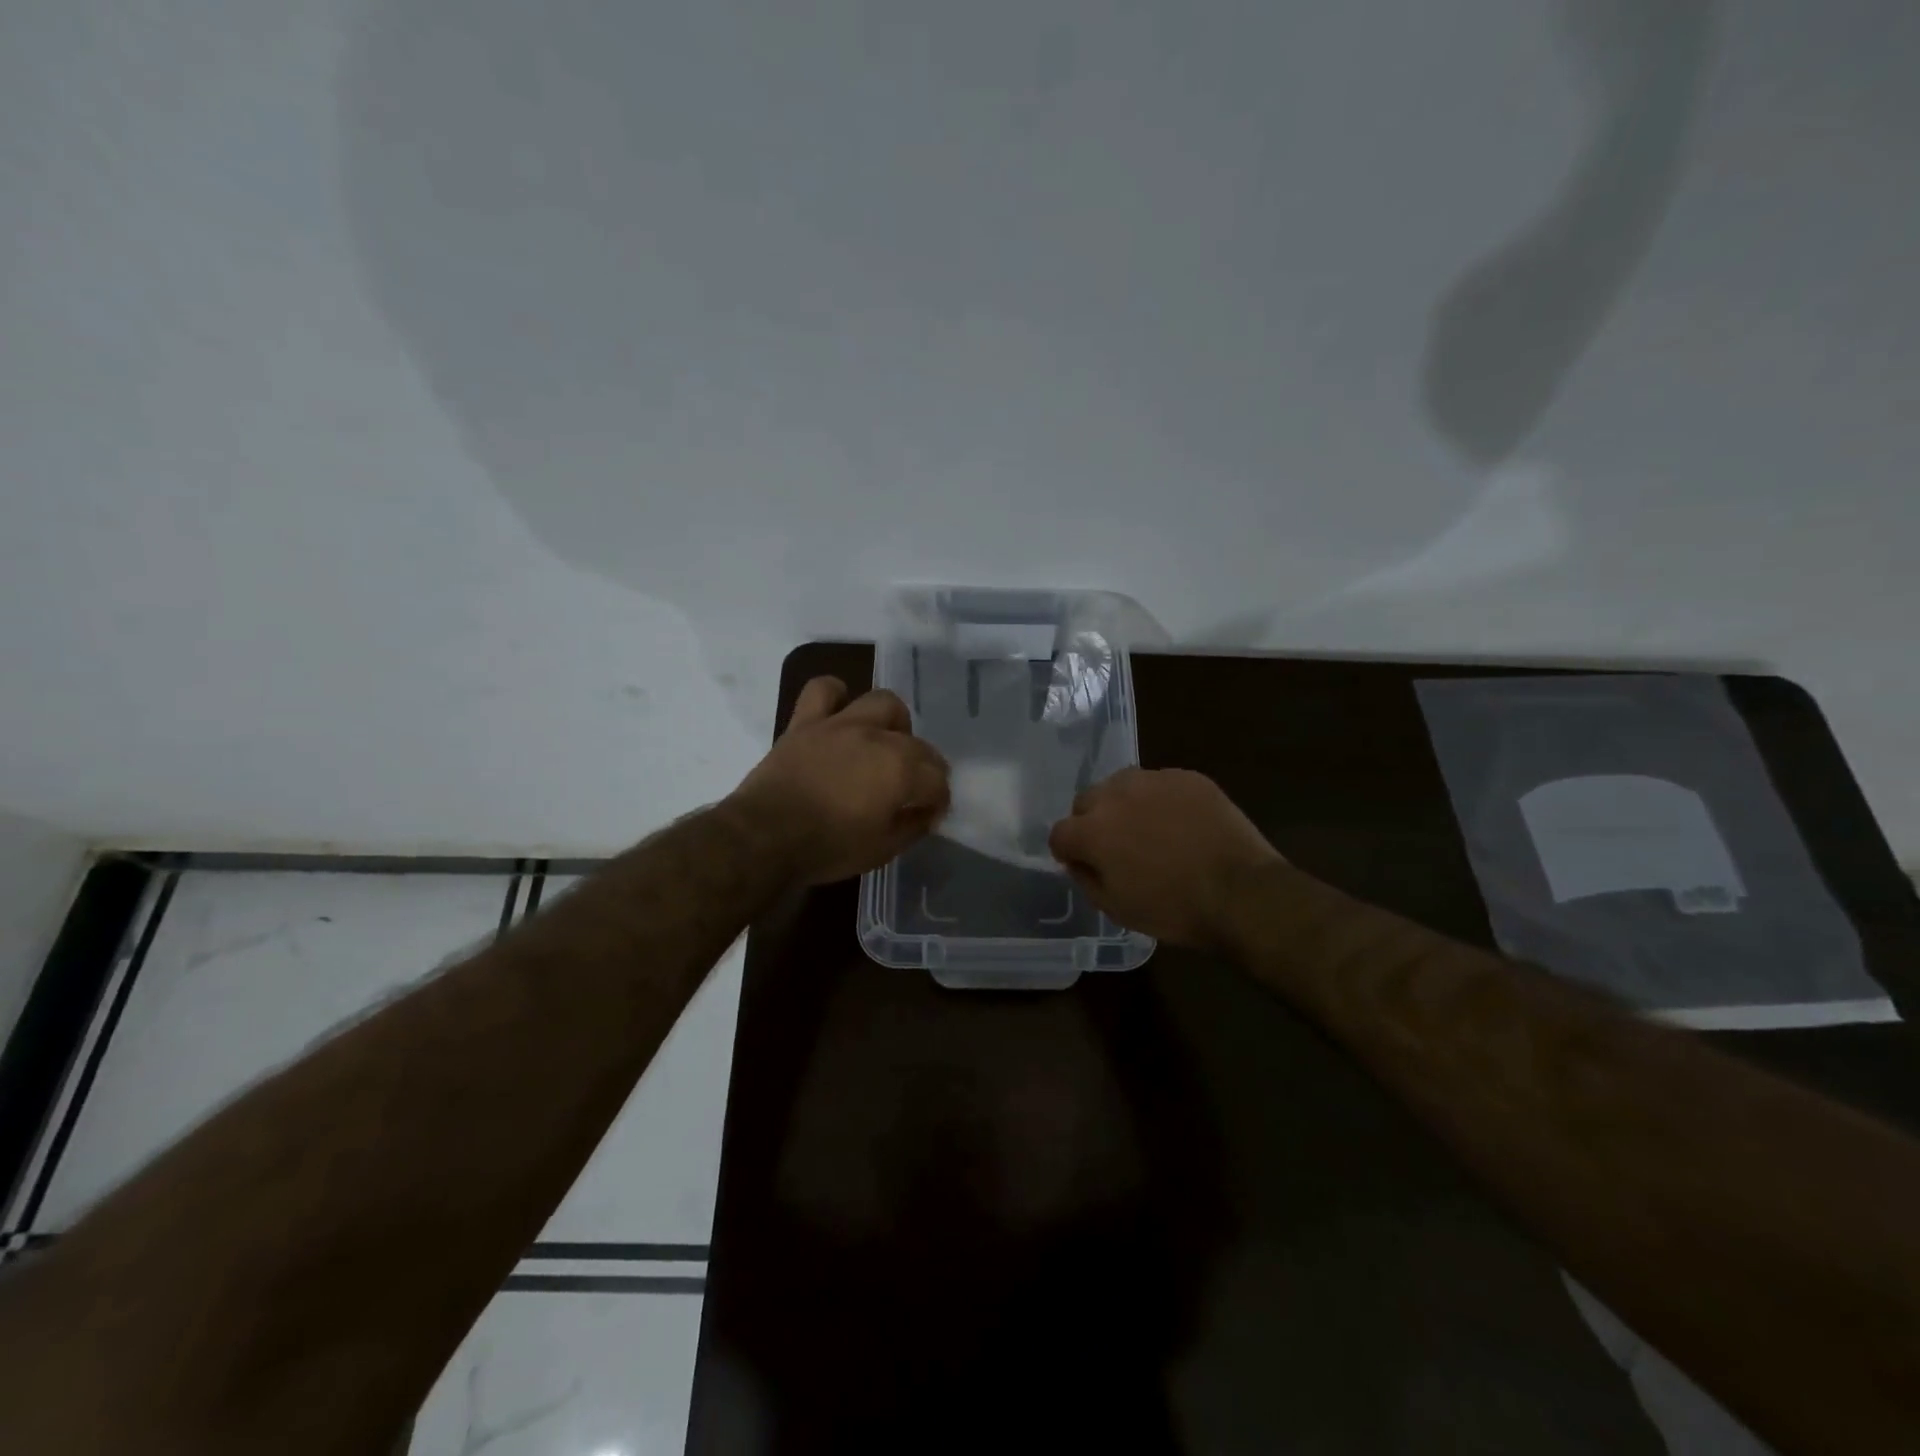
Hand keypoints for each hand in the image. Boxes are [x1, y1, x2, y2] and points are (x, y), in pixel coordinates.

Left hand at [729, 676, 950, 885]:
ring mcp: (841, 724)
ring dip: (891, 723)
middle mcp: (878, 738)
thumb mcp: (882, 850)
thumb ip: (912, 826)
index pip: (937, 780)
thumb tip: (925, 813)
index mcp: (901, 771)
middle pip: (917, 743)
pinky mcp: (806, 722)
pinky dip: (836, 696)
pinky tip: (839, 715)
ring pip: (882, 703)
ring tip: (884, 743)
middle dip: (923, 767)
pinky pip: (823, 690)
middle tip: (910, 788)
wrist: (764, 838)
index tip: (928, 815)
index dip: (938, 800)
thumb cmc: (828, 848)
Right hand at [1048, 767, 1282, 947]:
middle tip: (1117, 847)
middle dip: (1093, 822)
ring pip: (1122, 785)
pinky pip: (1160, 783)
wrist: (1242, 892)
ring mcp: (1154, 780)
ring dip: (1124, 804)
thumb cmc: (1174, 909)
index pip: (1060, 833)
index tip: (1084, 864)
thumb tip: (1079, 860)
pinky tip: (1181, 823)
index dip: (1068, 852)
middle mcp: (1116, 795)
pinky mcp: (1186, 776)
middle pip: (1087, 800)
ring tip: (1148, 828)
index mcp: (1093, 831)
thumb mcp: (1117, 909)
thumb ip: (1086, 879)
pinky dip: (1161, 799)